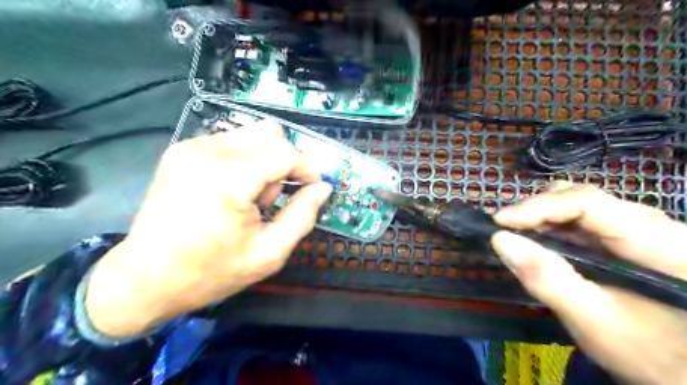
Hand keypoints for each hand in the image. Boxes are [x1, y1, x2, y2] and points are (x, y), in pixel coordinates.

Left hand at [86, 122, 332, 338]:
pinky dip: (245, 160)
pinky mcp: (182, 150)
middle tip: (276, 197)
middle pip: (270, 133)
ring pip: (252, 134)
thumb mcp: (268, 253)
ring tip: (252, 197)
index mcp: (228, 178)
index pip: (285, 152)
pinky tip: (234, 190)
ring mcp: (191, 147)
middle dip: (286, 162)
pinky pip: (231, 141)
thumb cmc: (210, 273)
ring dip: (265, 161)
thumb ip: (302, 216)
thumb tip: (323, 188)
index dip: (308, 168)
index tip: (314, 188)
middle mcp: (207, 152)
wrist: (144, 279)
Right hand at [491, 183, 686, 384]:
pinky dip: (552, 228)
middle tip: (506, 230)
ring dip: (542, 217)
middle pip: (582, 197)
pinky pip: (581, 221)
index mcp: (658, 241)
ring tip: (517, 235)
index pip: (587, 203)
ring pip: (579, 205)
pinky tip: (539, 243)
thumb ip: (547, 278)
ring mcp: (639, 230)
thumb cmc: (652, 355)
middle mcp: (651, 224)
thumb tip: (499, 239)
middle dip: (537, 210)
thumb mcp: (593, 320)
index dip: (538, 207)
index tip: (499, 222)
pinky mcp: (626, 239)